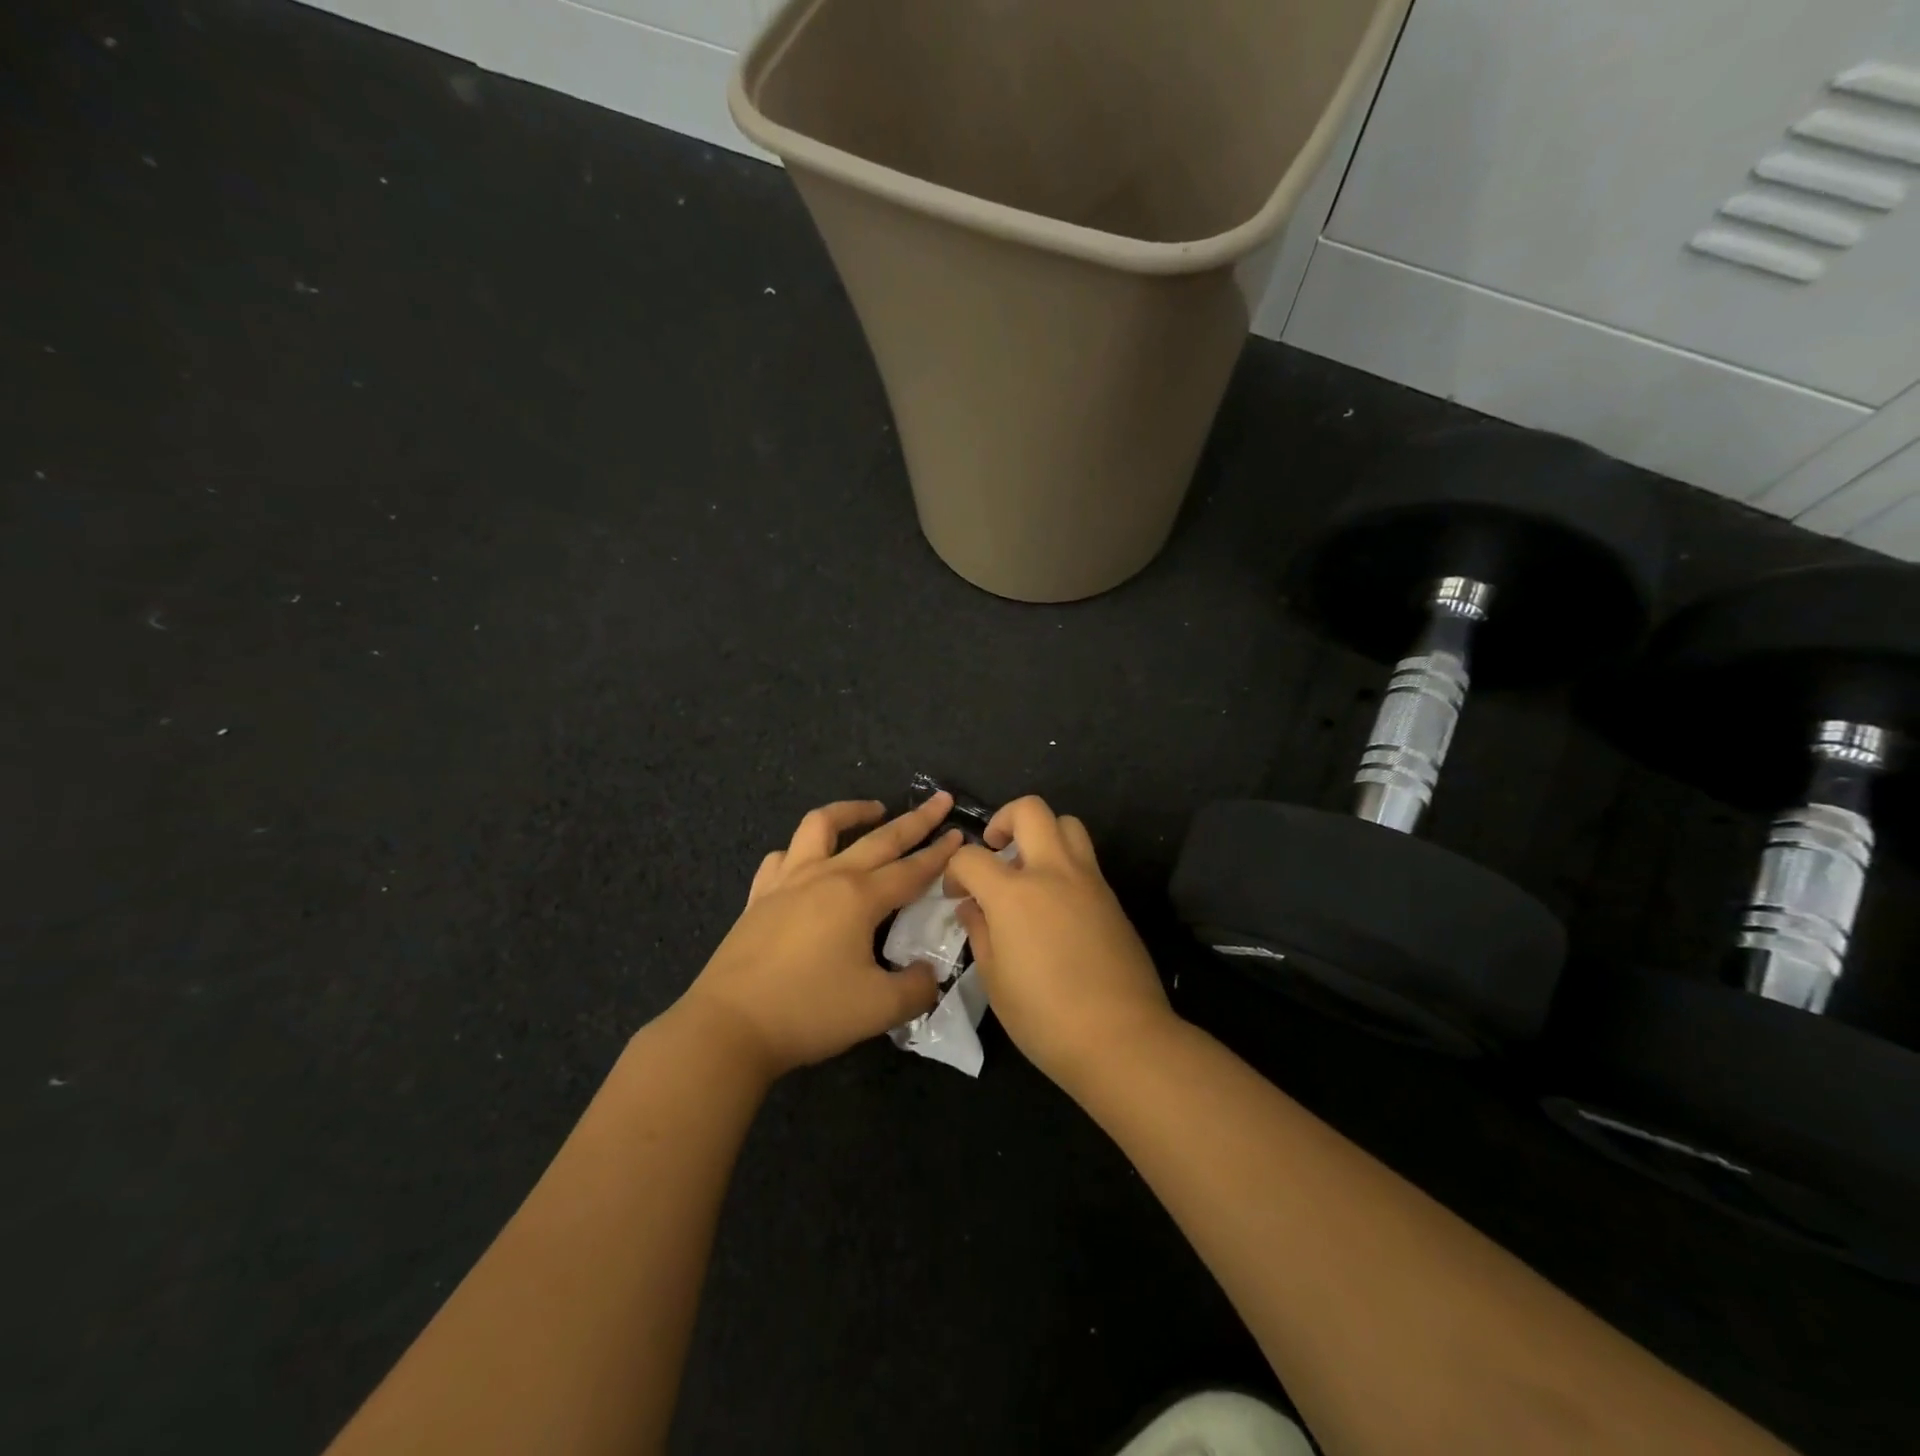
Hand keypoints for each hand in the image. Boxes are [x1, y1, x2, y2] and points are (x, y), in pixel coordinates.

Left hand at [676, 794, 964, 1079]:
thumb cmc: (809, 1012)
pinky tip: (807, 860)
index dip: (940, 853)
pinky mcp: (760, 896)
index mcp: (860, 897)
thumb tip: (928, 974)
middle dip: (915, 819)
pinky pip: (782, 857)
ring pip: (821, 826)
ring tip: (872, 810)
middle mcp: (827, 876)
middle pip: (879, 838)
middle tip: (939, 801)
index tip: (961, 834)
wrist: (729, 1026)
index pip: (912, 869)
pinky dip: (801, 849)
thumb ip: (916, 988)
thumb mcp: (879, 1009)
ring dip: (851, 812)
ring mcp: (788, 881)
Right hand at [943, 797, 1173, 1088]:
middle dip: (1004, 820)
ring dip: (1043, 833)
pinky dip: (1064, 863)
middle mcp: (1053, 872)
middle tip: (995, 851)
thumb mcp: (994, 980)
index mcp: (1014, 894)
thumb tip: (973, 907)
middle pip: (1030, 810)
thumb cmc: (1045, 1017)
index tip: (957, 895)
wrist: (1121, 1038)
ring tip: (1029, 868)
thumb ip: (980, 932)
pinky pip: (1085, 859)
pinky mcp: (1112, 897)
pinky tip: (1055, 903)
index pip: (972, 857)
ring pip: (1067, 824)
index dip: (955, 870)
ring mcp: (1088, 881)